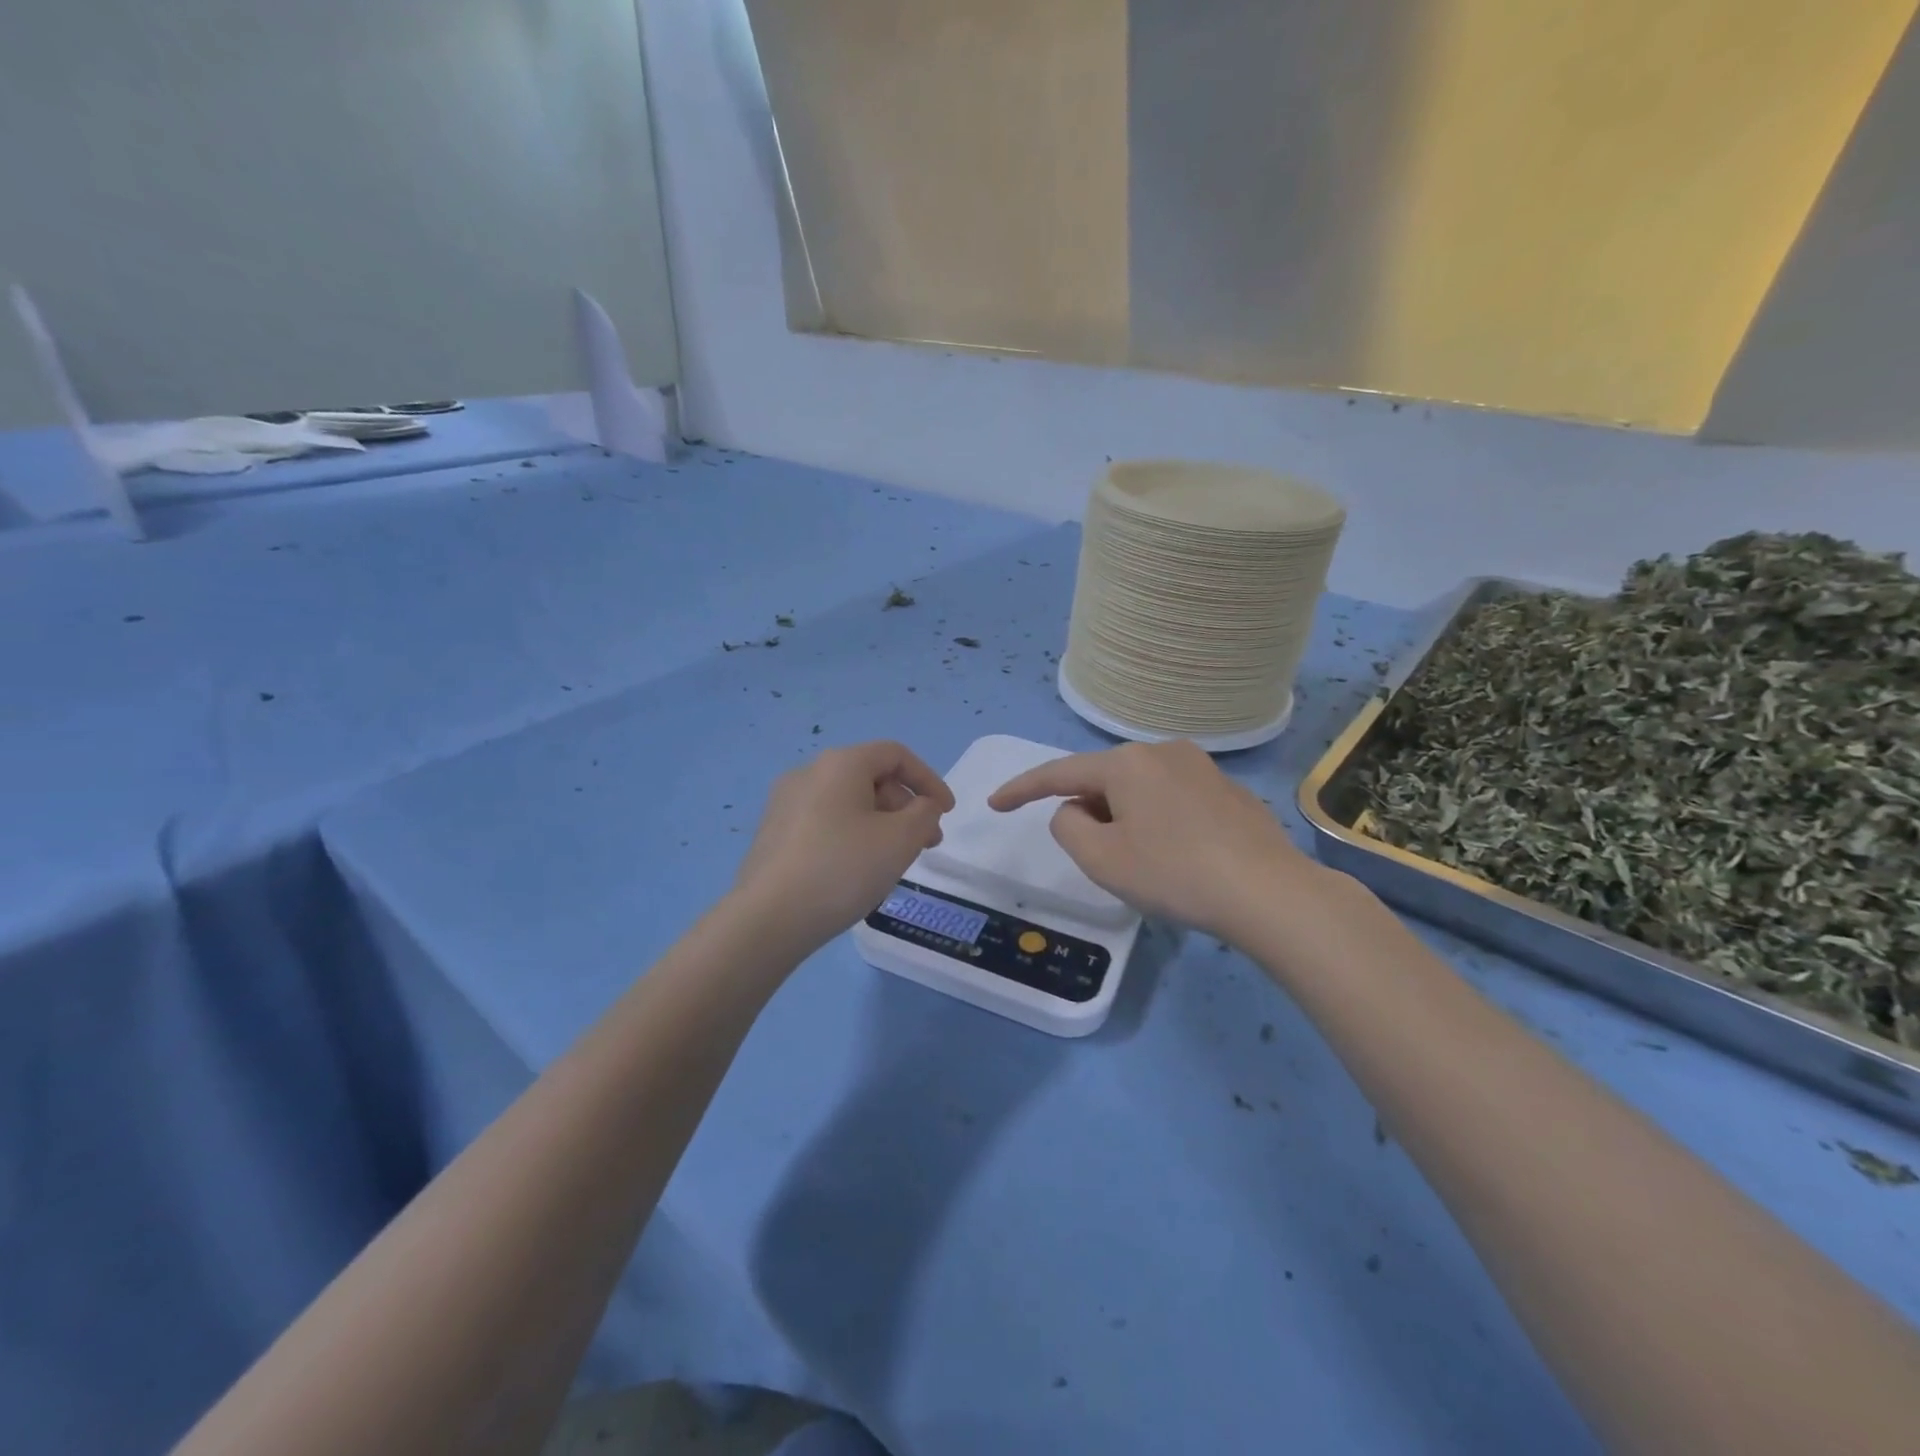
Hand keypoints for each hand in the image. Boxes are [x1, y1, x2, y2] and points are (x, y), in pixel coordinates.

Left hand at [735, 741, 954, 951]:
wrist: (768, 918)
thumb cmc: (842, 869)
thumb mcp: (901, 840)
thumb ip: (925, 814)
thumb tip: (922, 806)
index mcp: (840, 764)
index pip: (896, 755)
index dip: (929, 780)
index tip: (947, 813)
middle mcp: (809, 773)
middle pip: (871, 777)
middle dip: (906, 807)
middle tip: (926, 843)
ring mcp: (785, 803)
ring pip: (848, 802)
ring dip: (881, 823)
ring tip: (895, 861)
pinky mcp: (773, 833)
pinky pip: (825, 822)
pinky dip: (852, 835)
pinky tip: (858, 870)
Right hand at [989, 740, 1326, 942]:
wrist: (1269, 893)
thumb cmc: (1174, 874)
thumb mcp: (1101, 859)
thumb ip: (1067, 827)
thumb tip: (1076, 811)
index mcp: (1126, 763)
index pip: (1059, 773)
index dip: (1022, 790)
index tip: (994, 804)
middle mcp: (1163, 751)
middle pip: (1103, 780)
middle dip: (1089, 813)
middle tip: (1098, 858)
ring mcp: (1201, 767)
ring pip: (1140, 789)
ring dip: (1125, 818)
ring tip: (1144, 862)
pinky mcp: (1228, 790)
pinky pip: (1173, 799)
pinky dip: (1159, 821)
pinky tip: (1180, 857)